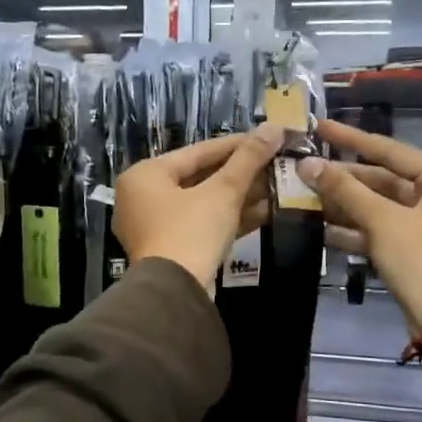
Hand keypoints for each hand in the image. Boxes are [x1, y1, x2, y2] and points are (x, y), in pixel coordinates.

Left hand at [114, 124, 281, 293]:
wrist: (174, 294)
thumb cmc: (191, 232)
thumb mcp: (222, 192)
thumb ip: (247, 160)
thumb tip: (274, 127)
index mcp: (145, 175)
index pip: (197, 152)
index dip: (236, 144)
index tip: (266, 137)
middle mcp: (143, 198)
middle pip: (200, 178)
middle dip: (241, 173)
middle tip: (275, 163)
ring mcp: (155, 227)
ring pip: (204, 203)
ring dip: (240, 196)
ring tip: (278, 186)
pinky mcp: (171, 250)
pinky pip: (202, 225)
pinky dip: (230, 218)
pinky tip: (266, 212)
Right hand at [298, 119, 421, 336]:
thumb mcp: (383, 221)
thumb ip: (345, 190)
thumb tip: (307, 163)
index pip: (389, 150)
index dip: (351, 139)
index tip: (320, 127)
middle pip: (382, 180)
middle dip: (343, 179)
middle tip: (303, 170)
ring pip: (378, 207)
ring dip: (344, 206)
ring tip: (304, 197)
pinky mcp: (414, 250)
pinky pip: (380, 231)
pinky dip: (355, 231)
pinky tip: (322, 229)